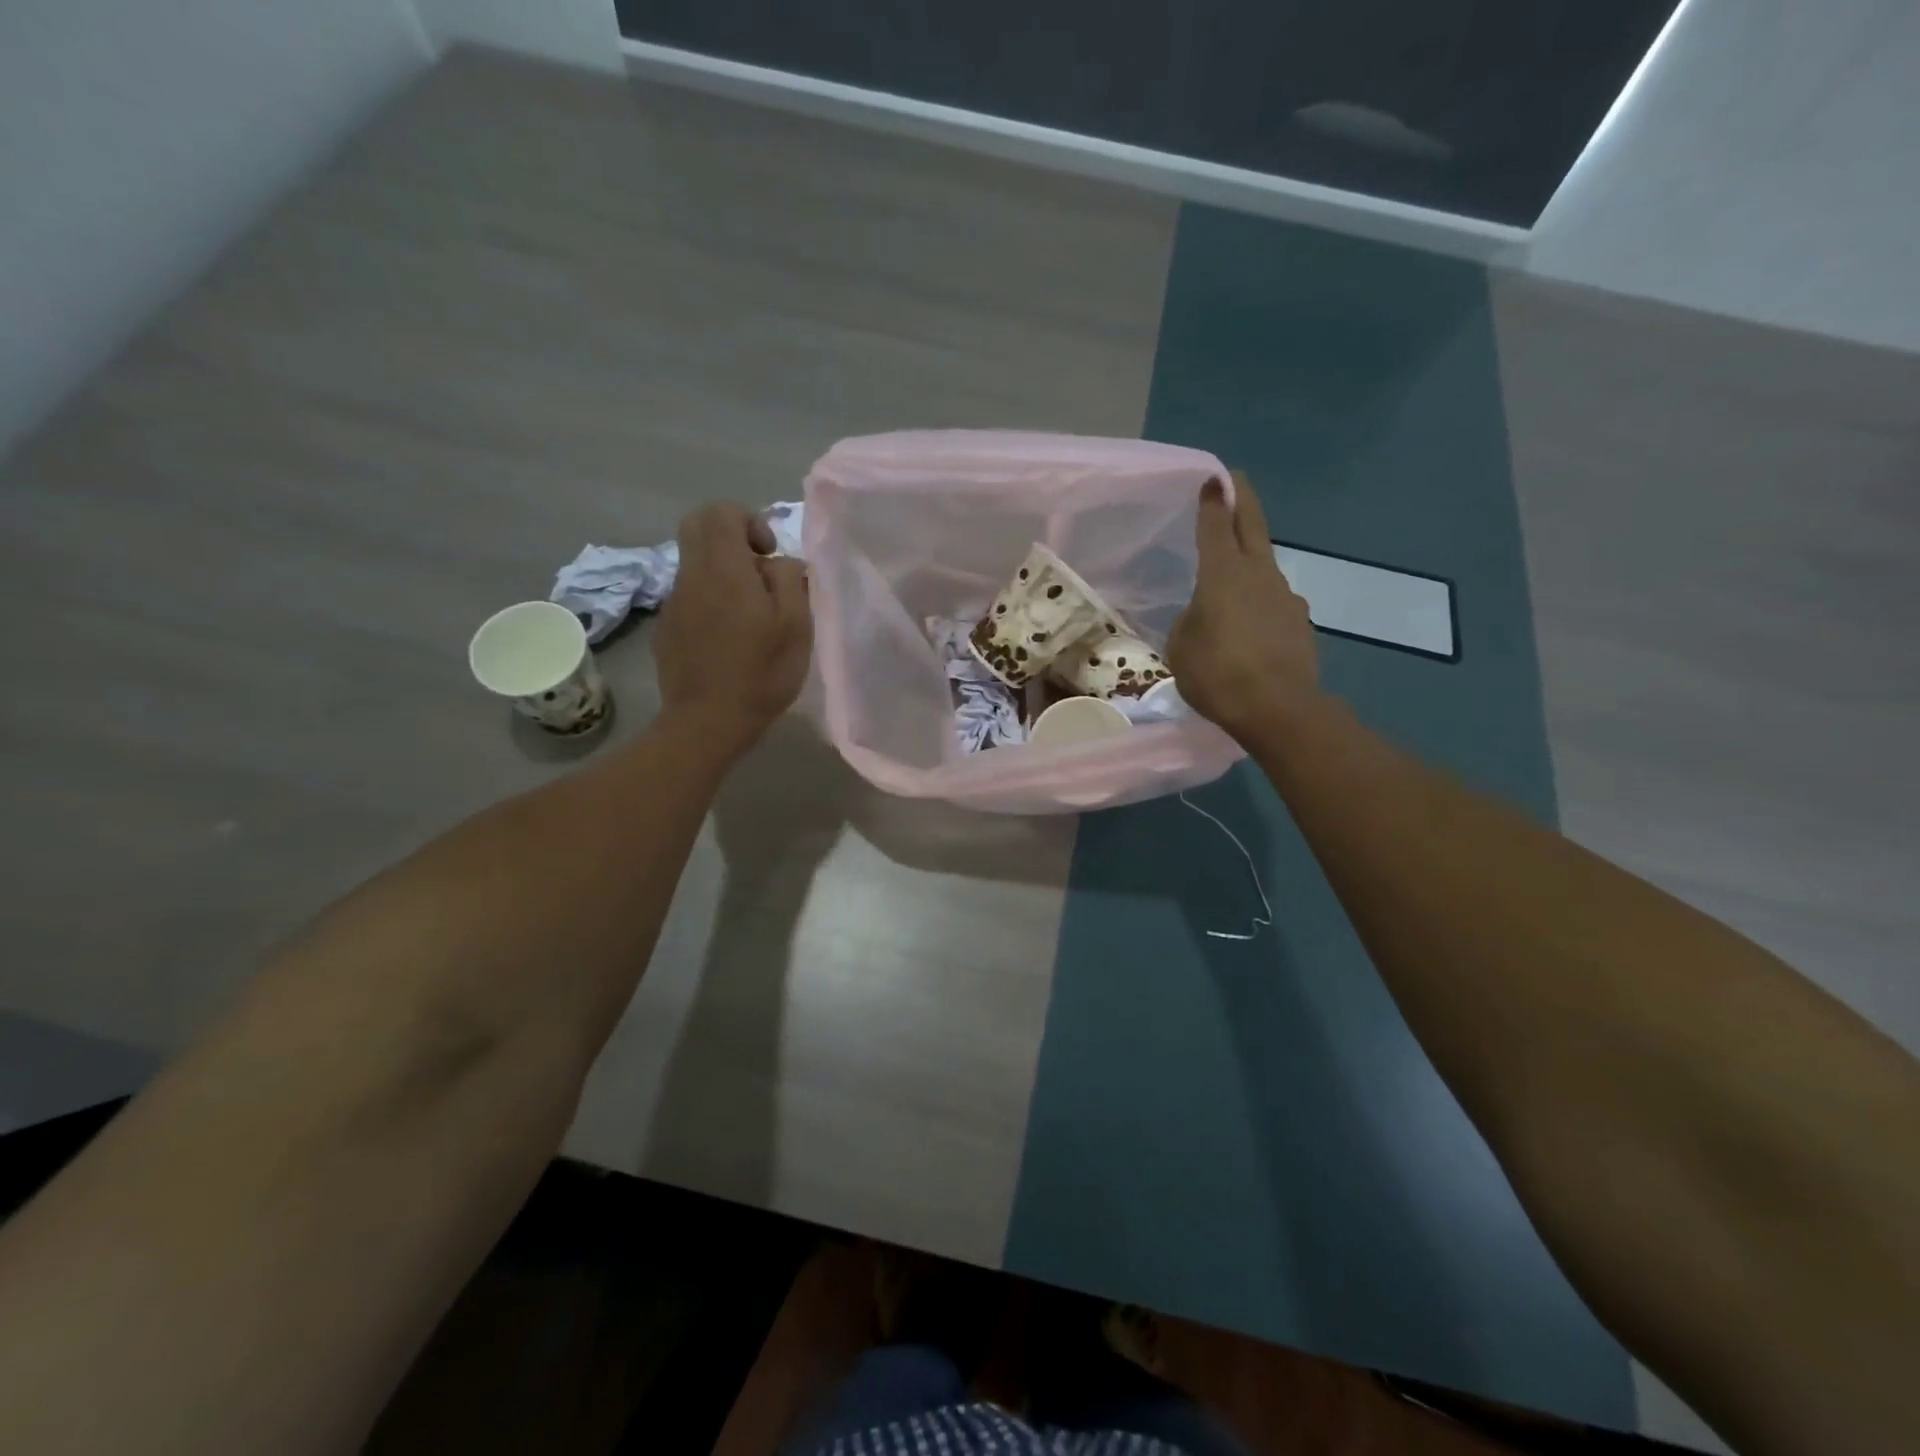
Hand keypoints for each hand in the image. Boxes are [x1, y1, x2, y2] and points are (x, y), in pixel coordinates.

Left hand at [654, 503, 812, 756]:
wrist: (707, 722)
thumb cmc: (760, 673)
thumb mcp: (795, 626)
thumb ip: (789, 580)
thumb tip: (778, 562)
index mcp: (723, 569)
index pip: (721, 511)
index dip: (749, 521)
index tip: (768, 555)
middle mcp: (691, 576)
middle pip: (698, 527)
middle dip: (730, 536)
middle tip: (758, 570)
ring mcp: (673, 603)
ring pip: (695, 564)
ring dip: (723, 574)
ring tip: (750, 616)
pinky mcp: (666, 628)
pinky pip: (689, 596)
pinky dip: (710, 601)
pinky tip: (728, 639)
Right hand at [1165, 472, 1320, 742]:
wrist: (1279, 709)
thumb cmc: (1218, 674)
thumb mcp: (1182, 648)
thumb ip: (1190, 621)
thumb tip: (1203, 613)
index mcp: (1223, 574)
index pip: (1216, 526)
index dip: (1213, 501)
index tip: (1213, 478)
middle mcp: (1259, 574)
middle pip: (1252, 527)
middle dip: (1242, 502)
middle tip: (1236, 482)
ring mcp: (1285, 596)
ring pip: (1264, 566)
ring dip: (1250, 559)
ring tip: (1233, 575)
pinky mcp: (1299, 622)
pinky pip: (1273, 601)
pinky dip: (1259, 602)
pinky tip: (1249, 624)